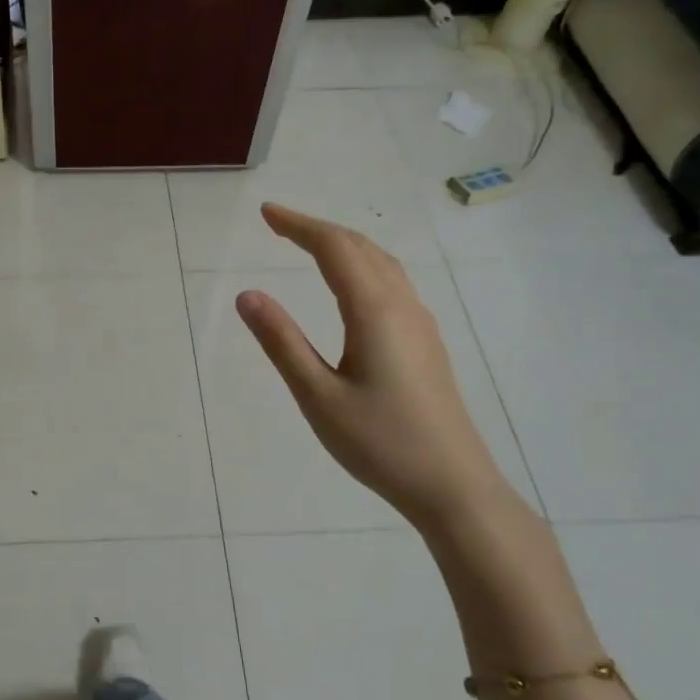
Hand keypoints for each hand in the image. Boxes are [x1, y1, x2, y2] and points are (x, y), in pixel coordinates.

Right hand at [236, 203, 519, 530]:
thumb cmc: (379, 443)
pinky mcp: (425, 343)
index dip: (299, 226)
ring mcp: (420, 324)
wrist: (452, 485)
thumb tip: (247, 295)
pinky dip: (361, 266)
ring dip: (343, 246)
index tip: (265, 213)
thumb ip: (282, 342)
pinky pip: (391, 284)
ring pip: (381, 264)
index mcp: (375, 312)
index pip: (335, 249)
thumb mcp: (317, 396)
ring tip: (308, 246)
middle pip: (361, 248)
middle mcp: (402, 306)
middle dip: (318, 230)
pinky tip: (350, 287)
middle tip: (277, 225)